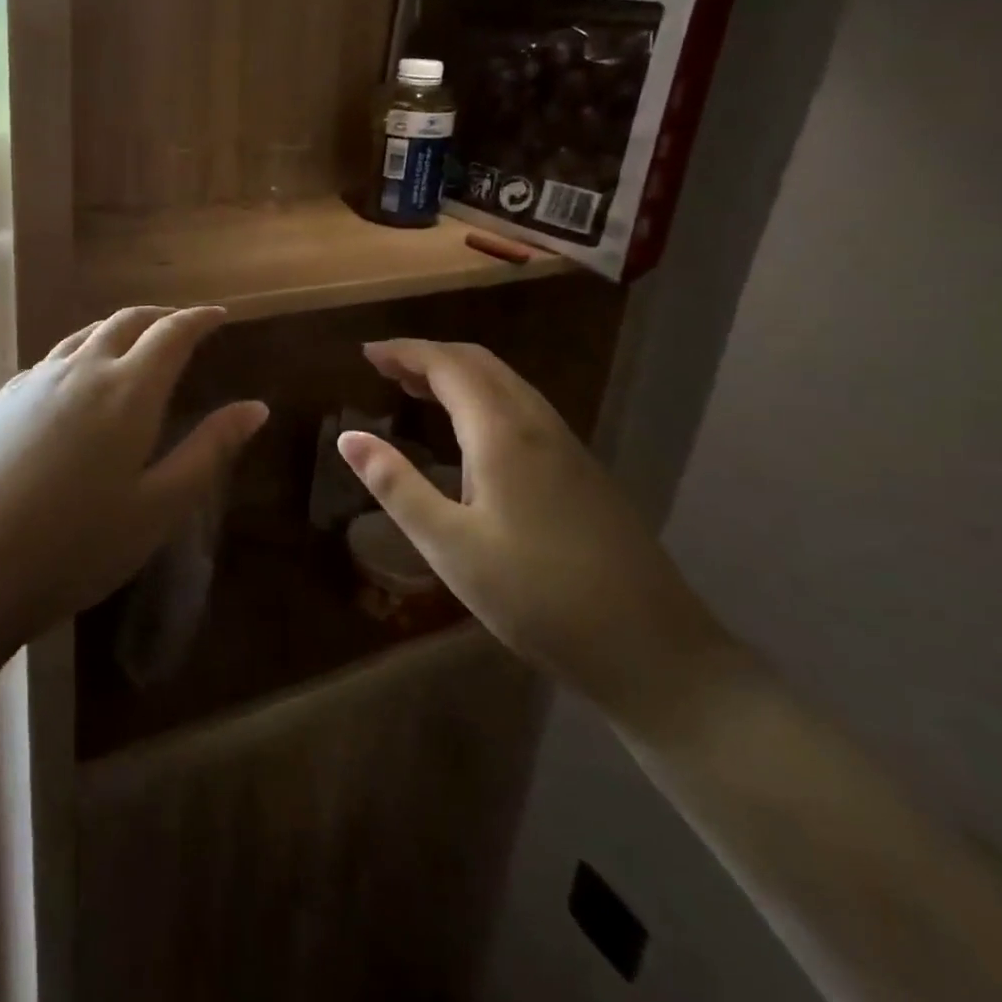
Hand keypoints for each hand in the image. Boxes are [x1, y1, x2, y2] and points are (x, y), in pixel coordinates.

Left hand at [0, 307, 267, 654]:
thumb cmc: (74, 547)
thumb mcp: (158, 508)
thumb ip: (209, 451)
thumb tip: (255, 408)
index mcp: (126, 391)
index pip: (171, 334)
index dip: (199, 319)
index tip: (220, 315)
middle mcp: (79, 371)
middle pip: (125, 322)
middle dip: (160, 316)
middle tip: (182, 326)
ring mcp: (32, 383)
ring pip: (83, 336)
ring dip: (117, 330)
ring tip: (134, 345)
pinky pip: (50, 360)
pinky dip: (79, 354)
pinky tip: (75, 383)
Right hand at [336, 340, 731, 723]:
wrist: (653, 649)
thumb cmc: (536, 597)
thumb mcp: (450, 546)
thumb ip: (396, 486)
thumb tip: (348, 437)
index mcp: (502, 433)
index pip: (448, 366)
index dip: (405, 352)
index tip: (366, 353)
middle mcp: (538, 425)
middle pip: (480, 364)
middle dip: (429, 356)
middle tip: (385, 367)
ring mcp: (568, 446)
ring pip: (506, 383)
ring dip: (458, 374)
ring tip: (417, 389)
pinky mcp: (583, 471)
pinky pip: (523, 407)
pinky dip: (484, 397)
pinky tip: (472, 432)